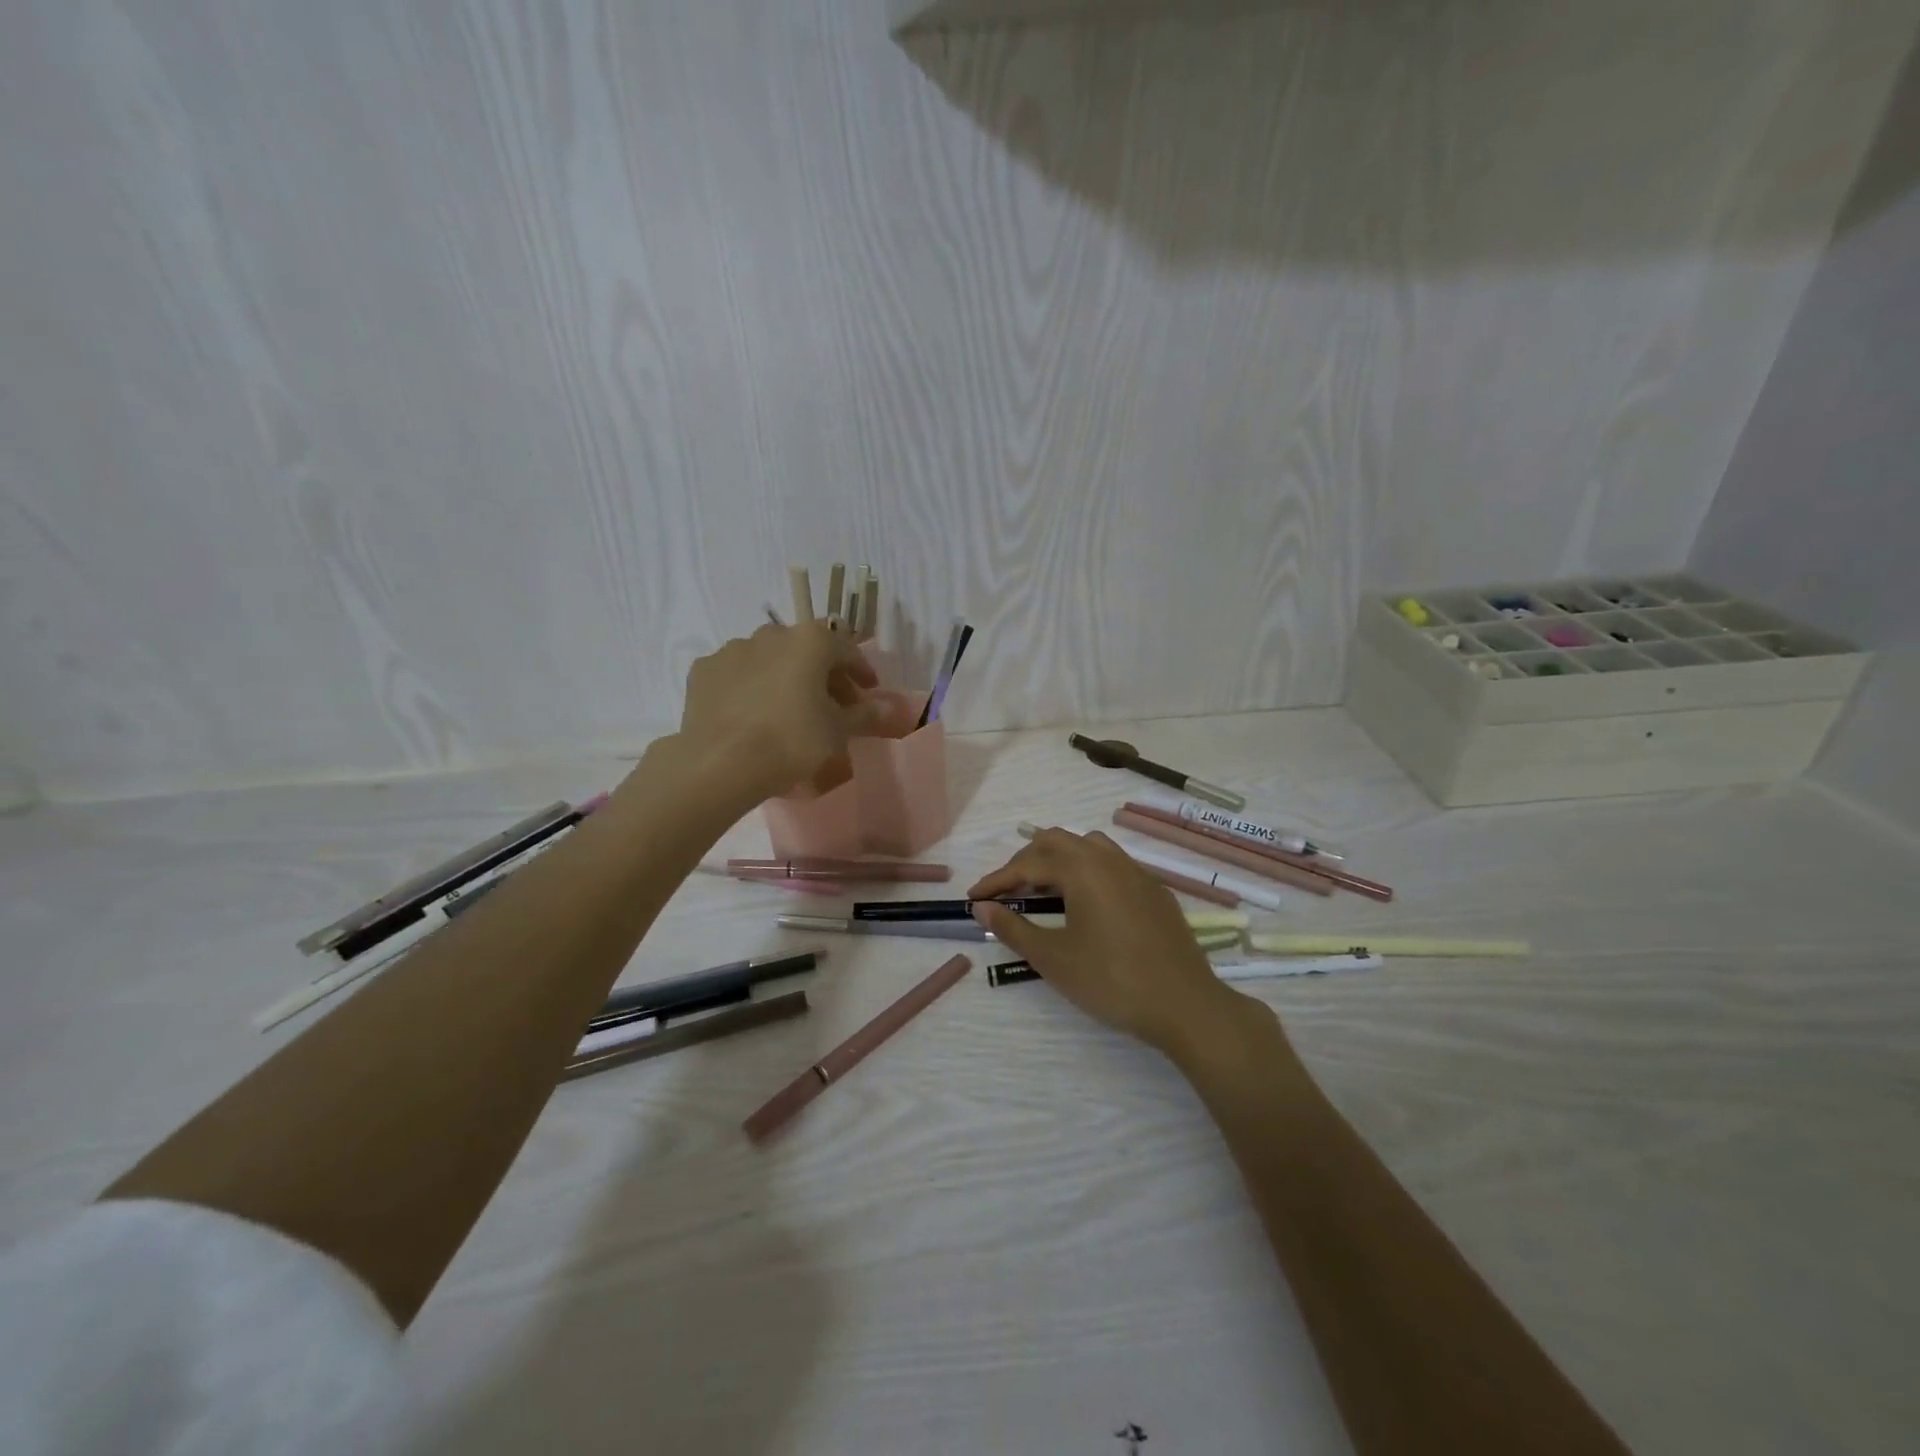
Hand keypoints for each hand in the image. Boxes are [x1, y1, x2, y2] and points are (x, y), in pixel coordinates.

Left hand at [679, 622, 887, 799]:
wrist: (720, 763)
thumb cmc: (791, 741)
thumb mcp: (838, 731)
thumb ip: (865, 714)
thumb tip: (891, 707)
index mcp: (810, 642)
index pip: (846, 650)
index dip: (861, 672)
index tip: (868, 693)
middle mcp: (771, 635)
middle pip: (806, 650)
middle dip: (822, 675)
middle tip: (832, 706)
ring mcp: (732, 650)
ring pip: (769, 658)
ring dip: (785, 677)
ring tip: (789, 710)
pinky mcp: (703, 671)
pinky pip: (737, 674)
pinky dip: (751, 687)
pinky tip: (752, 714)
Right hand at [968, 827, 1264, 1055]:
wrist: (1185, 1005)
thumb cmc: (1111, 981)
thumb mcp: (1053, 958)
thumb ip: (1014, 928)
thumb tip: (982, 908)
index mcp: (1082, 869)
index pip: (1028, 864)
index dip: (997, 880)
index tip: (974, 898)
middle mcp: (1109, 859)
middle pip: (1057, 842)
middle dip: (1026, 862)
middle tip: (1008, 892)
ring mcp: (1137, 872)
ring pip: (1089, 847)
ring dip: (1060, 860)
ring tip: (1045, 892)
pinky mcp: (1155, 891)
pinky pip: (1113, 865)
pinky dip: (1088, 872)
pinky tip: (1087, 905)